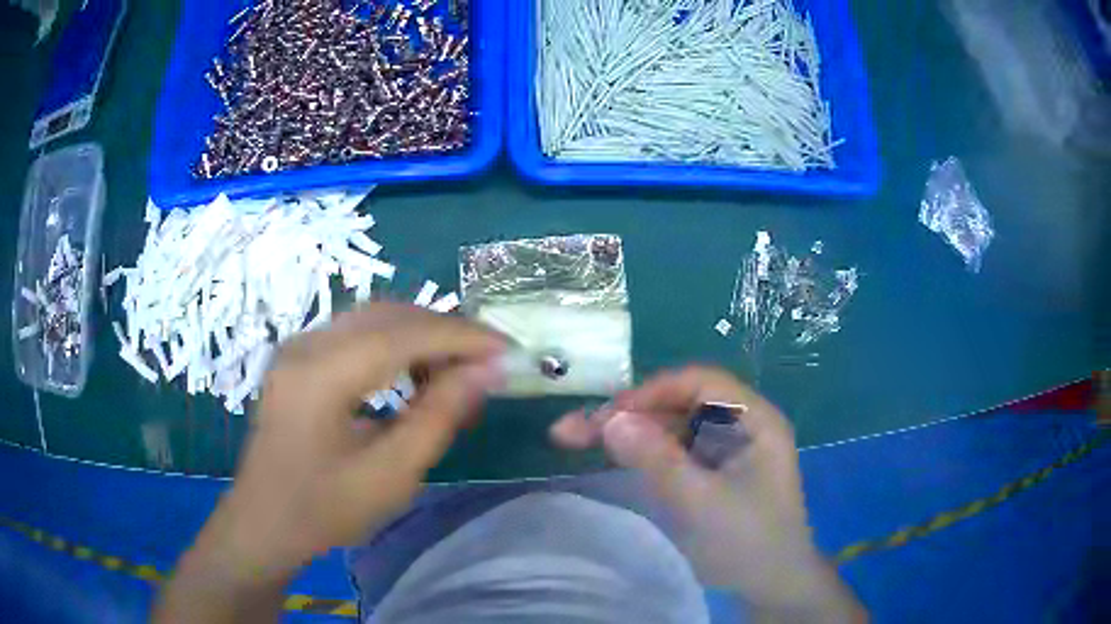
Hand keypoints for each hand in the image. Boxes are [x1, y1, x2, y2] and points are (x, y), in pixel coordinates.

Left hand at [222, 303, 503, 576]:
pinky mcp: (299, 355)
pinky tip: (414, 373)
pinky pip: (356, 333)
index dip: (461, 336)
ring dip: (421, 335)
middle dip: (445, 330)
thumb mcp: (391, 474)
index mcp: (321, 374)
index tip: (507, 349)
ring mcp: (298, 345)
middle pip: (388, 314)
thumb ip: (439, 417)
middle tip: (488, 359)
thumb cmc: (324, 510)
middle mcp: (306, 343)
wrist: (264, 522)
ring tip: (457, 368)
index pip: (403, 333)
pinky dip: (395, 344)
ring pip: (373, 318)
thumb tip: (488, 371)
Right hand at [551, 366, 864, 620]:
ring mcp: (725, 450)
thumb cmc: (747, 542)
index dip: (652, 392)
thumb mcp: (701, 501)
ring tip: (574, 438)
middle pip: (679, 404)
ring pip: (670, 427)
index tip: (609, 416)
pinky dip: (640, 452)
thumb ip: (657, 459)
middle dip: (629, 415)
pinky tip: (610, 455)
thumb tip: (611, 420)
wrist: (771, 586)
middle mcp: (741, 425)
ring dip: (628, 432)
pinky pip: (672, 451)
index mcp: (754, 419)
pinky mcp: (711, 472)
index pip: (700, 383)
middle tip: (574, 431)